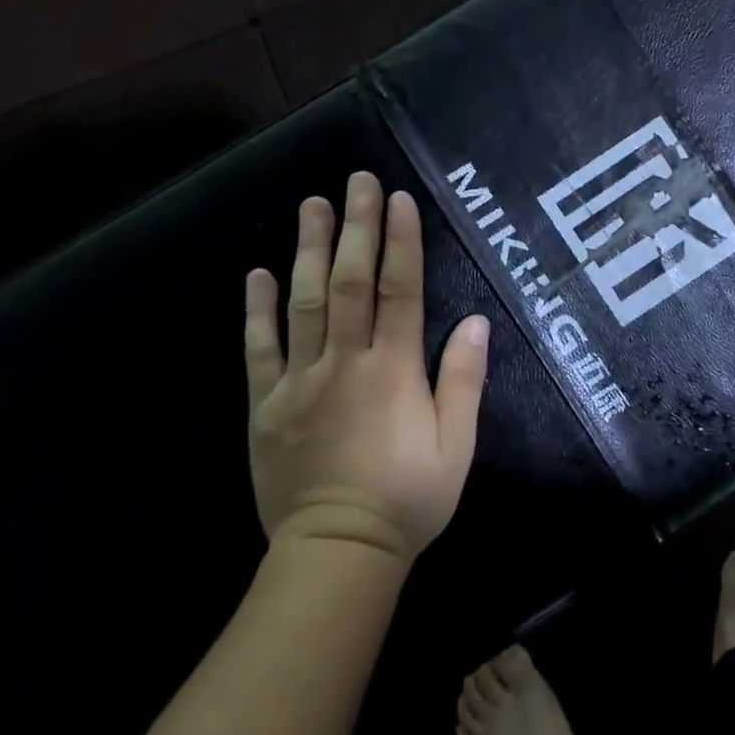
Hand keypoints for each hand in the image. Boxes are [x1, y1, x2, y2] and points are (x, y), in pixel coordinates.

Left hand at [244, 171, 490, 560]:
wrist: (338, 553)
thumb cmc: (408, 498)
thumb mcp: (457, 445)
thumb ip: (464, 380)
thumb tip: (476, 321)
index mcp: (393, 371)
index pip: (399, 290)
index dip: (400, 242)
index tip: (398, 200)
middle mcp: (345, 363)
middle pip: (350, 282)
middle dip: (356, 227)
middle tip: (356, 181)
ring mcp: (300, 381)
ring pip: (304, 302)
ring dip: (309, 249)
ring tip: (312, 204)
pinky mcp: (266, 405)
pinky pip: (259, 349)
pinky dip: (257, 309)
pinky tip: (258, 272)